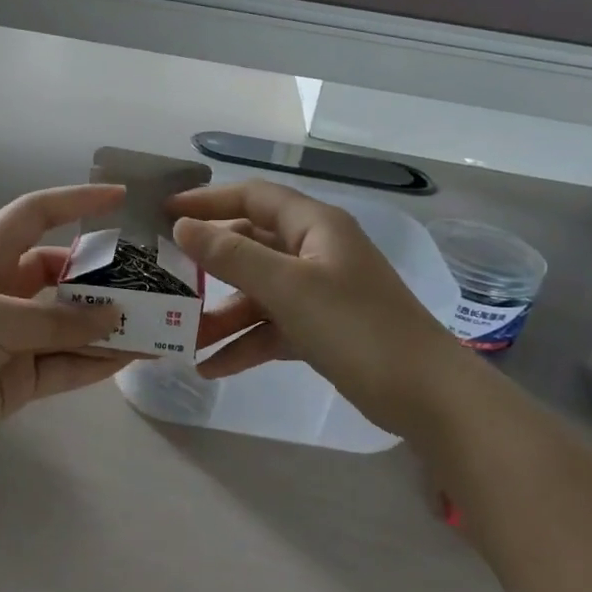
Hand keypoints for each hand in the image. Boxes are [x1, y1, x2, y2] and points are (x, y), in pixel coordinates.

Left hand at [0, 184, 131, 460]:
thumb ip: (56, 322)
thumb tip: (114, 319)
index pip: (35, 215)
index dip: (74, 202)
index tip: (119, 199)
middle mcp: (4, 292)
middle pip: (63, 275)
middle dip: (104, 278)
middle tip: (151, 284)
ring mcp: (13, 338)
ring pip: (70, 325)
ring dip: (108, 326)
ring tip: (155, 326)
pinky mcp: (18, 379)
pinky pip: (65, 365)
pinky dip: (95, 363)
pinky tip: (131, 358)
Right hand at [166, 179, 463, 436]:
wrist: (426, 395)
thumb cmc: (356, 327)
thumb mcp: (288, 288)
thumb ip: (231, 256)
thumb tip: (182, 228)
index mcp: (314, 226)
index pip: (252, 197)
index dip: (207, 201)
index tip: (164, 214)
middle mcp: (315, 252)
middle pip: (250, 246)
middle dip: (208, 266)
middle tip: (165, 278)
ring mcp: (320, 292)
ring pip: (258, 293)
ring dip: (222, 315)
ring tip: (183, 339)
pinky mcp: (322, 330)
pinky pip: (272, 327)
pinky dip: (245, 343)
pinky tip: (212, 367)